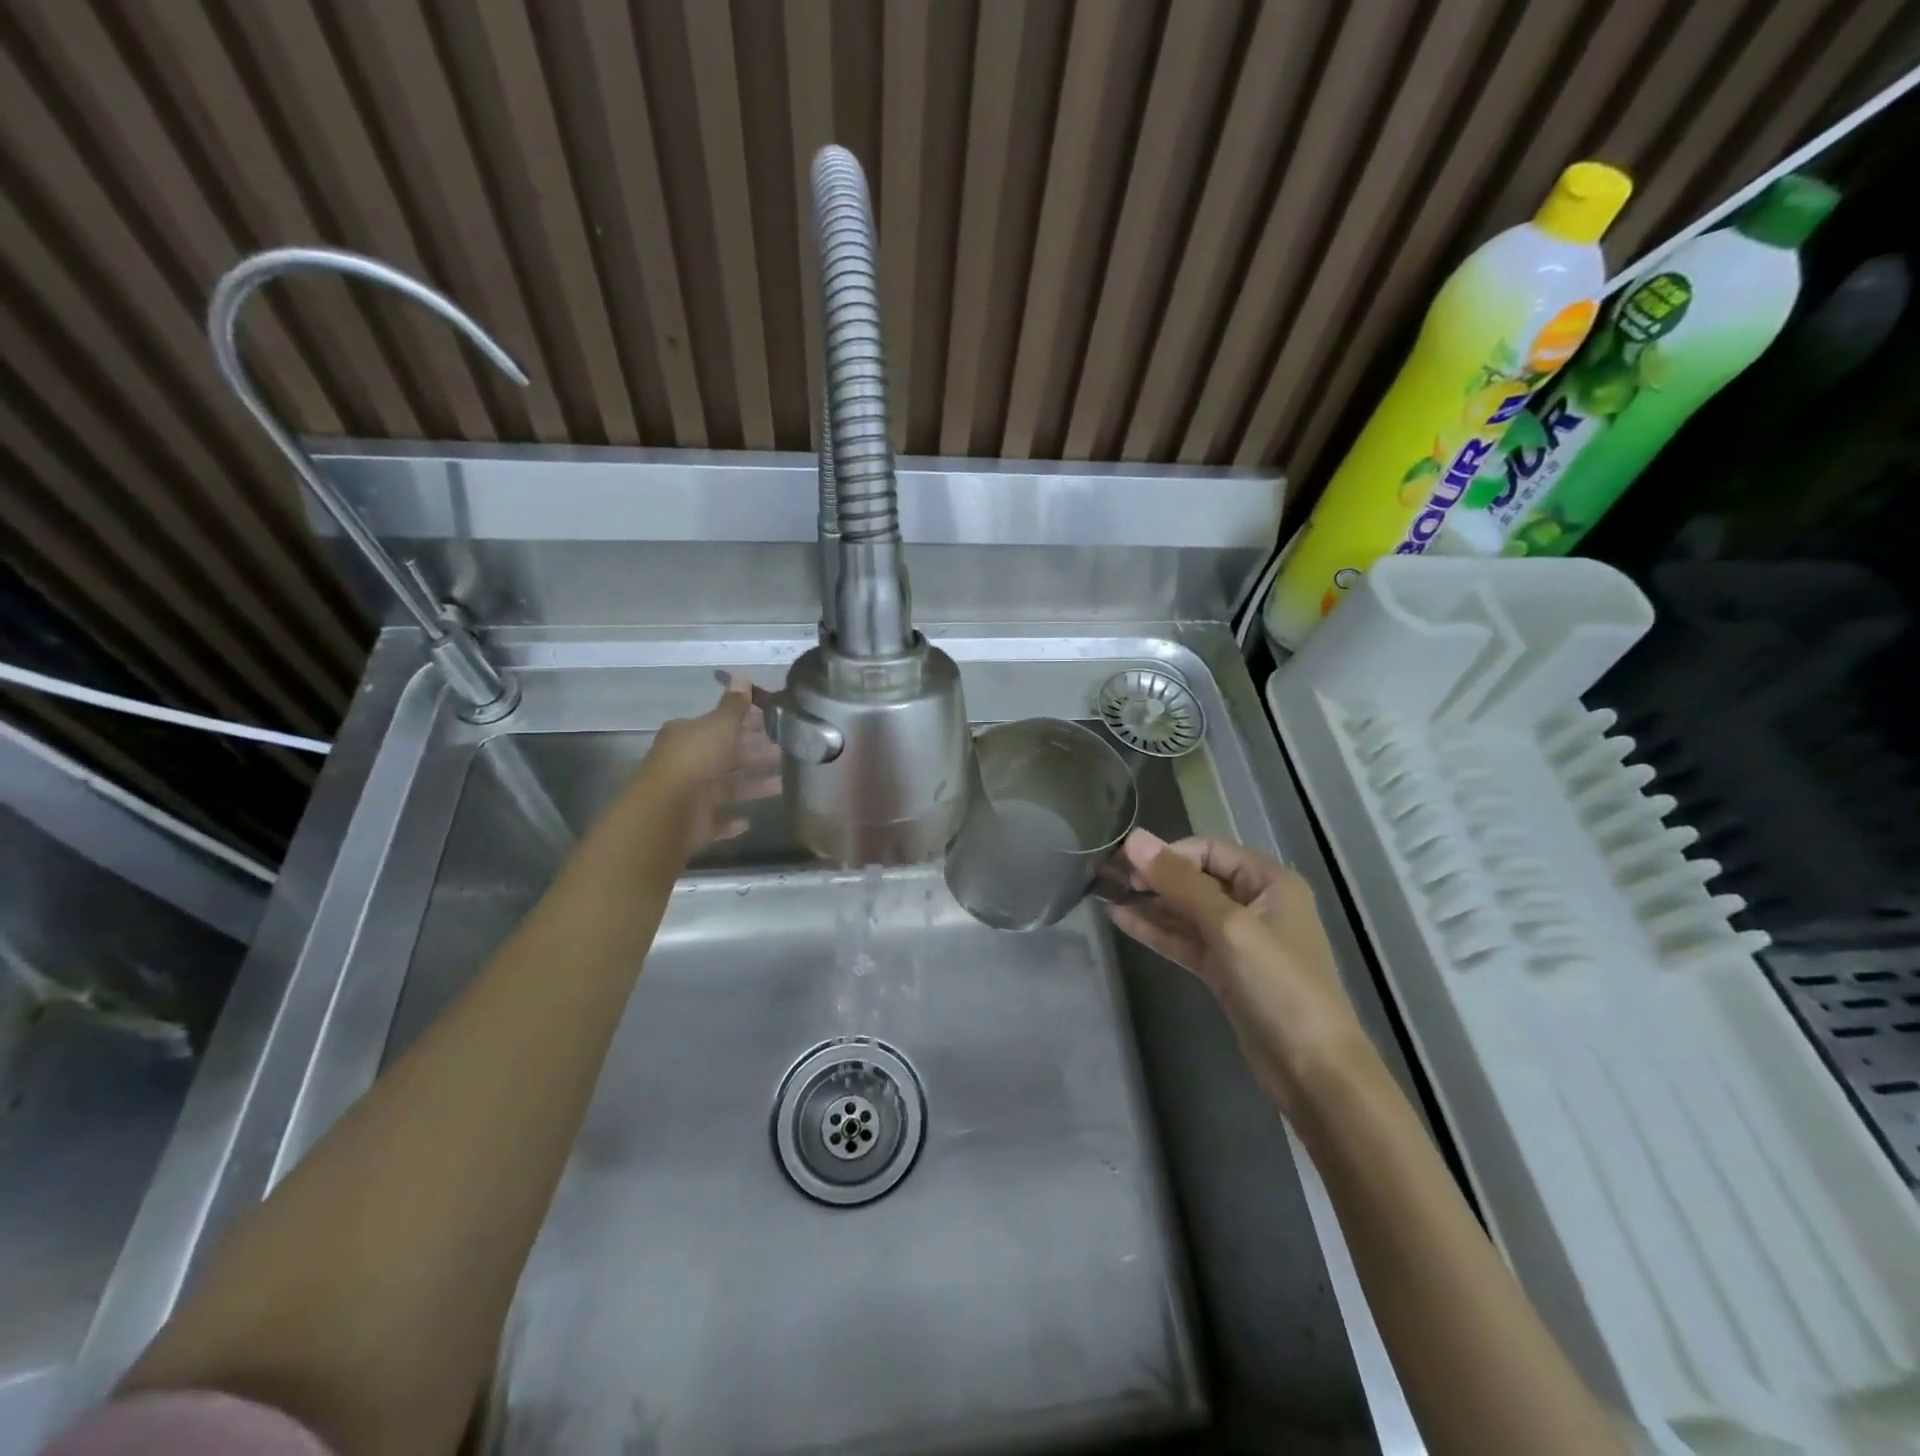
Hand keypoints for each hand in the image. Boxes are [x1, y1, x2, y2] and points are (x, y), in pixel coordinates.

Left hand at [642, 677, 782, 851]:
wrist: (668, 811)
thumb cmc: (696, 759)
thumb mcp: (720, 725)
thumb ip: (734, 706)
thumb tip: (742, 675)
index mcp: (687, 736)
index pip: (719, 726)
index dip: (746, 724)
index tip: (774, 725)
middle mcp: (685, 763)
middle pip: (724, 757)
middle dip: (754, 755)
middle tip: (786, 753)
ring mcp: (688, 797)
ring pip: (725, 789)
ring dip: (752, 787)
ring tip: (783, 786)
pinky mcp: (693, 825)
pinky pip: (716, 821)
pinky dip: (731, 821)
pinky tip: (749, 821)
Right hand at [1108, 829, 1368, 1112]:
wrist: (1313, 1070)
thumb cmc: (1279, 986)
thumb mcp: (1229, 926)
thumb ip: (1180, 882)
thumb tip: (1134, 838)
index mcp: (1270, 882)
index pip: (1209, 850)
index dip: (1169, 853)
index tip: (1129, 866)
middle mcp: (1255, 903)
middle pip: (1196, 878)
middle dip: (1155, 876)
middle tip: (1109, 878)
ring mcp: (1239, 939)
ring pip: (1186, 910)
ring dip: (1149, 903)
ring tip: (1104, 894)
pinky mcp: (1224, 970)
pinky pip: (1185, 939)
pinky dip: (1156, 930)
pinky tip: (1120, 920)